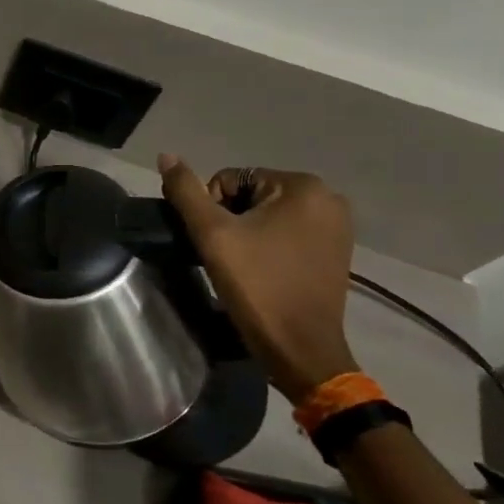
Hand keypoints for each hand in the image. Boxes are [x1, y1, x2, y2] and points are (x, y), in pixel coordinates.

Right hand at [157, 155, 358, 403]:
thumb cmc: (256, 286)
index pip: (231, 178)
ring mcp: (337, 226)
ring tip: (243, 265)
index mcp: (302, 186)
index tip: (216, 243)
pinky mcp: (336, 251)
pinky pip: (288, 232)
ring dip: (248, 233)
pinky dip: (268, 245)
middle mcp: (328, 198)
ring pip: (268, 215)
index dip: (211, 209)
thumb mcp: (212, 235)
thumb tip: (166, 155)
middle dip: (231, 220)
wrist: (300, 348)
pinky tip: (262, 270)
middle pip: (251, 195)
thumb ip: (186, 192)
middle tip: (227, 256)